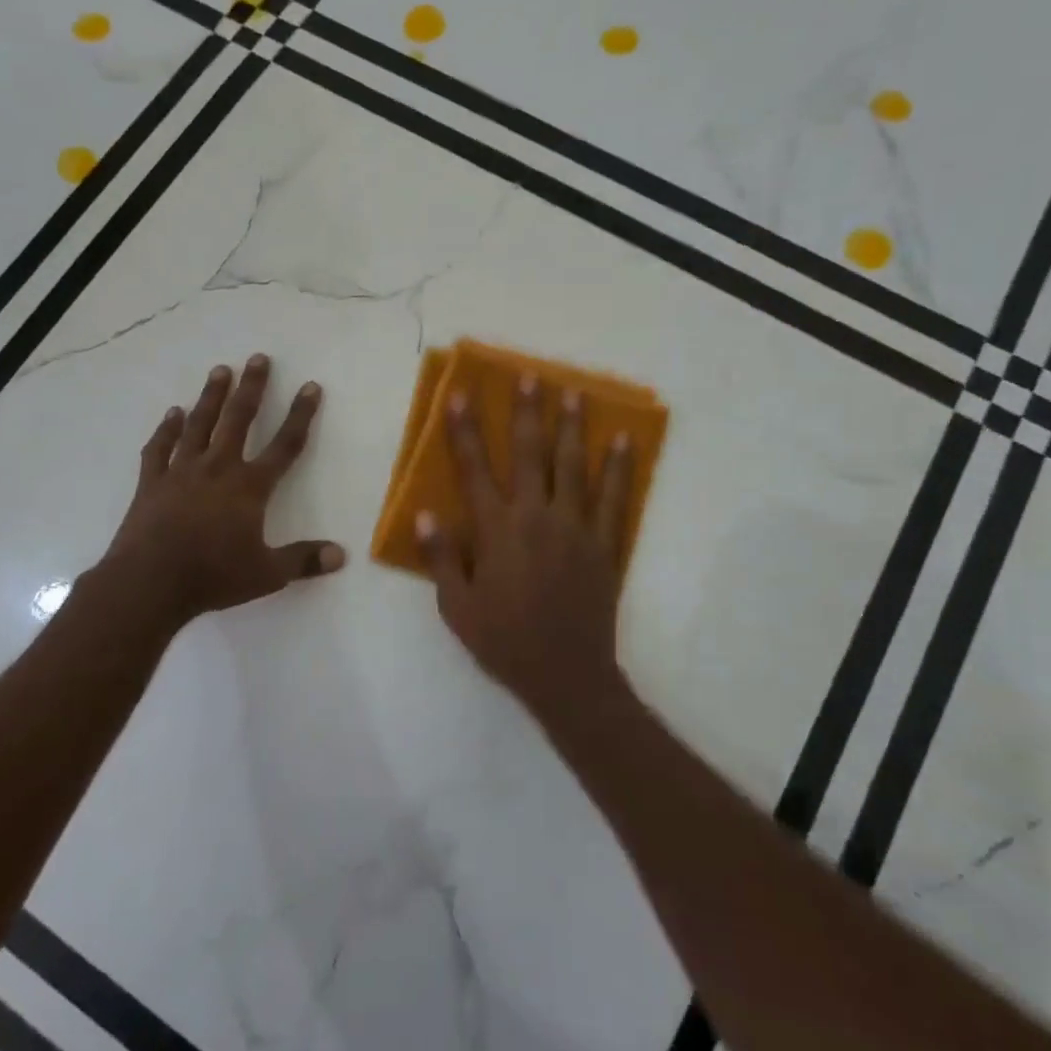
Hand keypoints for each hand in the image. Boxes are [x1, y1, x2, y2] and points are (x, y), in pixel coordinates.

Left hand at [101, 356, 343, 628]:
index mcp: (249, 487)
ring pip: (199, 424)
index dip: (300, 415)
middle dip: (252, 388)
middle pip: (238, 420)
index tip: (310, 386)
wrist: (149, 583)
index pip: (284, 445)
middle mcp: (218, 468)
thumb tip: (341, 555)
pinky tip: (173, 413)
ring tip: (220, 370)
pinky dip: (167, 429)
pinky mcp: (152, 482)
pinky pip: (160, 447)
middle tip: (258, 358)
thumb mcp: (267, 574)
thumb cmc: (213, 576)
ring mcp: (181, 472)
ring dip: (211, 396)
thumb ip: (304, 561)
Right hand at [416, 376, 634, 726]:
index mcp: (496, 532)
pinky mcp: (604, 544)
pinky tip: (623, 440)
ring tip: (574, 392)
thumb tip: (427, 516)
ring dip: (572, 426)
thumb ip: (441, 560)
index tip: (460, 395)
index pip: (474, 470)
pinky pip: (614, 498)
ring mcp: (575, 528)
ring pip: (573, 466)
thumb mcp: (457, 608)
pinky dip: (618, 467)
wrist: (566, 675)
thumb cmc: (504, 642)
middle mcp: (536, 518)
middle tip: (529, 376)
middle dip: (526, 412)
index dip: (465, 430)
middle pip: (530, 455)